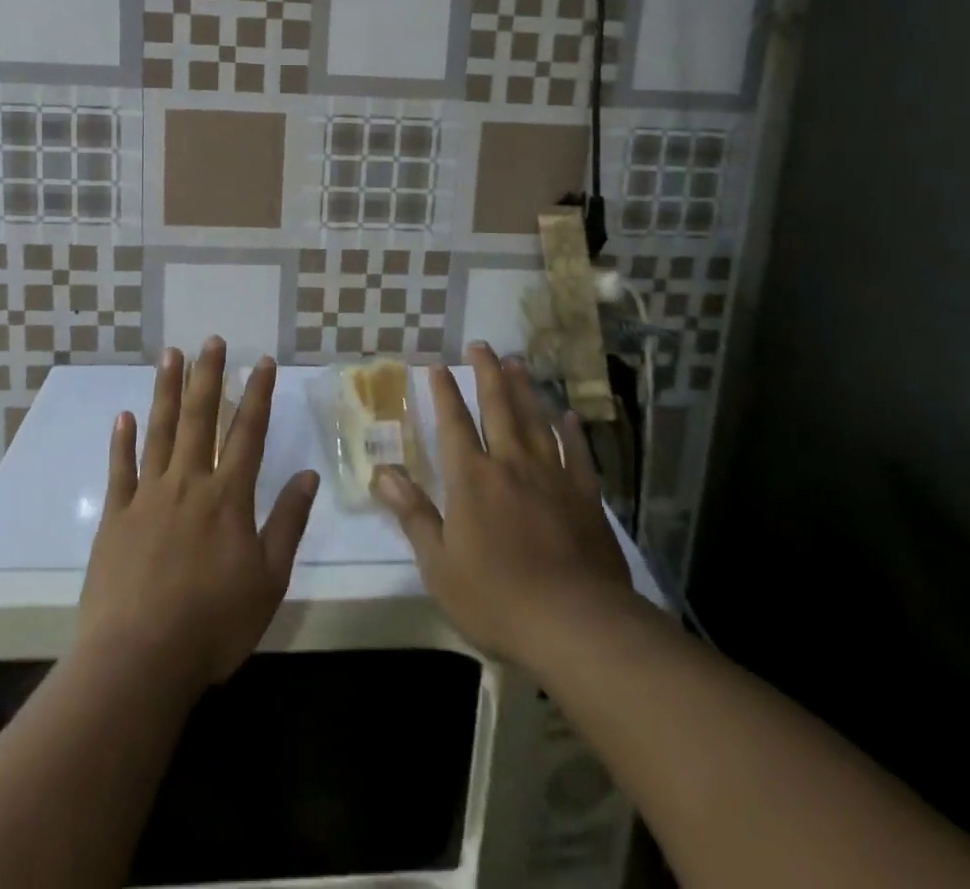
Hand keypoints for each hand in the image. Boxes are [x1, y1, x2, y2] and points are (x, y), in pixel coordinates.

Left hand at [79, 339, 319, 694]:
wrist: (138, 662)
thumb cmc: (212, 625)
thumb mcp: (268, 580)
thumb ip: (287, 523)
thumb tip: (309, 475)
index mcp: (228, 497)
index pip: (248, 433)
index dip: (257, 394)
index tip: (262, 361)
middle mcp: (188, 484)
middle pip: (200, 419)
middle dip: (208, 376)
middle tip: (211, 340)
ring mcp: (147, 497)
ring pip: (160, 432)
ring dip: (167, 391)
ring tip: (171, 355)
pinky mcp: (115, 519)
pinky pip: (120, 470)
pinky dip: (122, 441)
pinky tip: (125, 415)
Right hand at [372, 343, 631, 667]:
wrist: (575, 623)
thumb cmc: (496, 598)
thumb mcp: (439, 565)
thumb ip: (414, 515)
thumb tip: (383, 475)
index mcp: (472, 479)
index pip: (454, 424)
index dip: (445, 393)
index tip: (438, 365)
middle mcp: (511, 464)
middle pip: (498, 408)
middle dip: (487, 374)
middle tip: (482, 345)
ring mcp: (552, 476)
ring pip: (536, 421)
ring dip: (525, 390)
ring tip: (517, 363)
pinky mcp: (586, 496)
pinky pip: (577, 453)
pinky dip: (571, 431)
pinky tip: (568, 414)